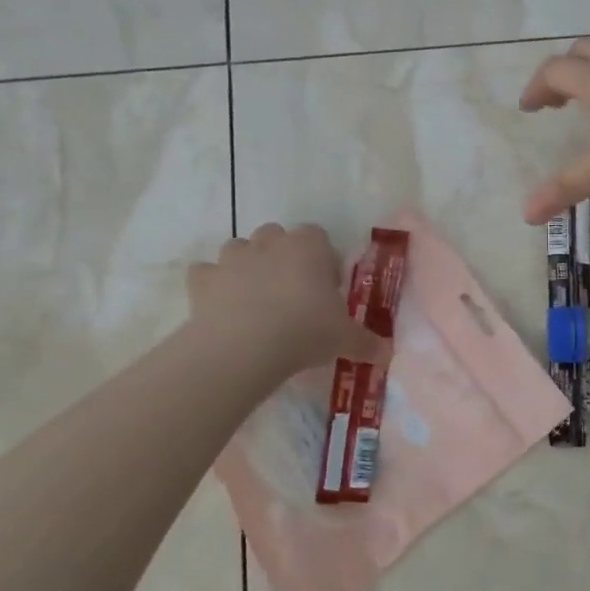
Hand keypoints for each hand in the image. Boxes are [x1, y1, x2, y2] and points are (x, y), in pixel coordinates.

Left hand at [185, 223, 388, 376]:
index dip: (323, 260)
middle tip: (293, 294)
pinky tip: (221, 308)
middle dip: (283, 257)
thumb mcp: (345, 339)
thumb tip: (387, 354)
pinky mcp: (202, 280)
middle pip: (277, 236)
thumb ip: (367, 343)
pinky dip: (212, 286)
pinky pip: (206, 274)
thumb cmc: (305, 330)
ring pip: (239, 249)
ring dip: (247, 267)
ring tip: (257, 302)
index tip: (327, 289)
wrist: (244, 347)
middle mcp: (270, 243)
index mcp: (309, 246)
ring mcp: (232, 258)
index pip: (319, 237)